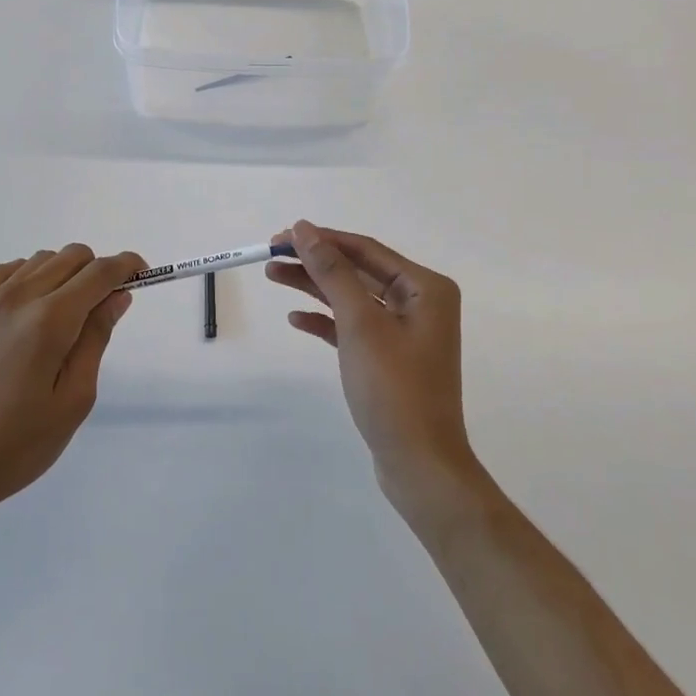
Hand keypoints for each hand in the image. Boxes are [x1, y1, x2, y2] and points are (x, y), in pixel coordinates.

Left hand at [0, 244, 144, 532]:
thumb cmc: (13, 446)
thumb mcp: (72, 401)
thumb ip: (96, 339)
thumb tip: (117, 296)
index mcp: (49, 320)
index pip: (99, 272)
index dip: (127, 266)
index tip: (142, 275)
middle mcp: (19, 297)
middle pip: (72, 255)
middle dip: (98, 270)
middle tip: (105, 307)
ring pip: (41, 259)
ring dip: (65, 273)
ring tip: (67, 316)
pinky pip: (8, 270)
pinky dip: (30, 276)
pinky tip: (31, 309)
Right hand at [268, 220, 483, 522]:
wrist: (419, 465)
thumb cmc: (394, 388)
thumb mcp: (360, 323)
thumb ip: (332, 272)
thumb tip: (305, 229)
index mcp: (425, 287)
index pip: (366, 250)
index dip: (323, 239)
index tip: (282, 235)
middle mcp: (419, 303)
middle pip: (357, 271)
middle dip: (315, 262)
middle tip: (271, 253)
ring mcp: (405, 332)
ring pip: (352, 298)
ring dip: (314, 287)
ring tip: (272, 275)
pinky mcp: (389, 358)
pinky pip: (353, 327)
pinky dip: (326, 321)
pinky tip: (296, 318)